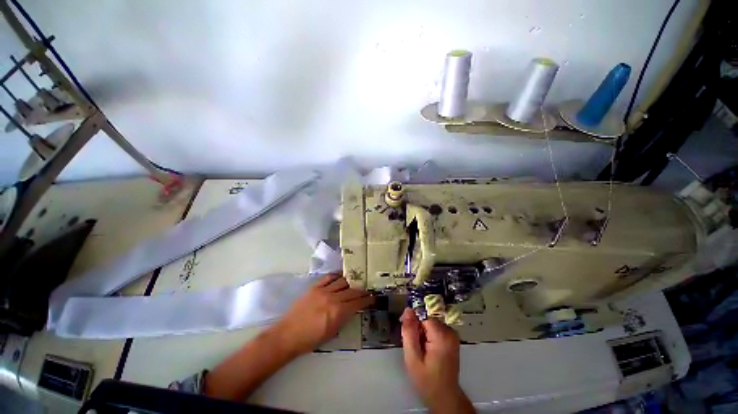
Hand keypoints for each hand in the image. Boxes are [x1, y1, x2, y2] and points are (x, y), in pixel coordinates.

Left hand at [273, 274, 373, 356]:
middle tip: (367, 291)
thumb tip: (353, 308)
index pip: (358, 302)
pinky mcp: (314, 287)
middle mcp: (333, 298)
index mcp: (338, 312)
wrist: (288, 335)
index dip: (367, 300)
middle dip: (362, 290)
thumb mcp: (333, 332)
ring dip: (351, 282)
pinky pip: (329, 277)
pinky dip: (337, 276)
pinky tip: (341, 276)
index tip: (373, 298)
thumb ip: (345, 318)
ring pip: (342, 281)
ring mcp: (323, 290)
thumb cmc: (311, 339)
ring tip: (356, 282)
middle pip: (352, 290)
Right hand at [401, 308, 474, 412]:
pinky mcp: (451, 337)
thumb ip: (409, 332)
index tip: (408, 333)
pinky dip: (428, 334)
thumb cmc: (427, 381)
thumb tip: (408, 310)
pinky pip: (435, 327)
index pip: (423, 315)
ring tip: (420, 348)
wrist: (444, 397)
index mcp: (442, 335)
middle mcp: (450, 331)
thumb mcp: (412, 358)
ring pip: (430, 322)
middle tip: (414, 345)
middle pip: (427, 318)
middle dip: (417, 328)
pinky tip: (426, 348)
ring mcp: (452, 334)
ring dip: (422, 331)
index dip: (413, 322)